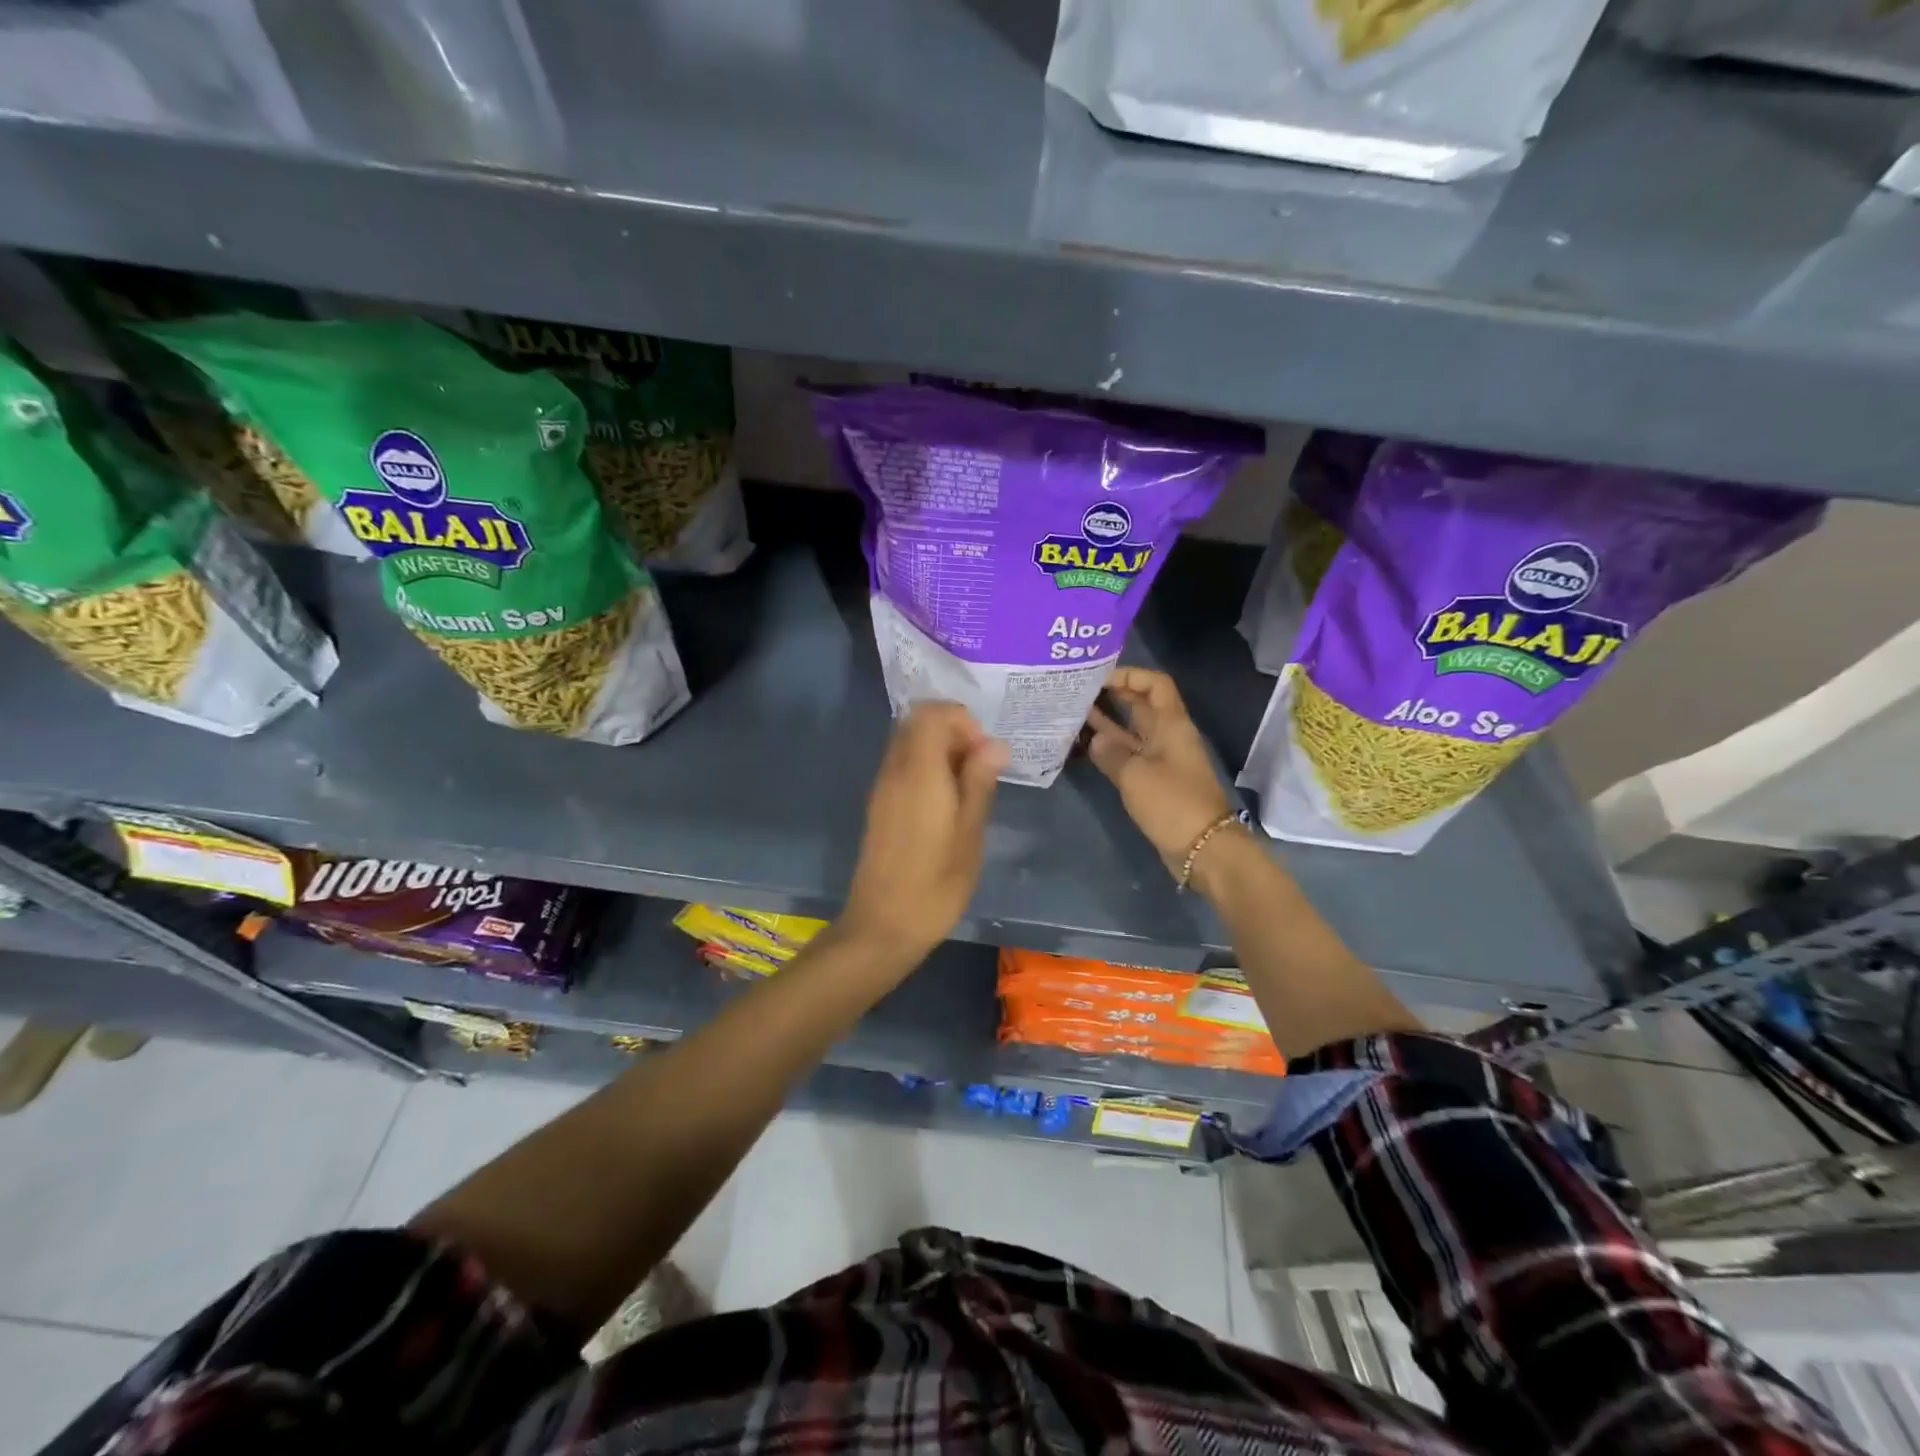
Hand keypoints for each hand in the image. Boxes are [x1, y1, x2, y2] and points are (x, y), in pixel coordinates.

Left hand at [838, 702, 1007, 966]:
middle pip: (918, 723)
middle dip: (954, 733)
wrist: (883, 926)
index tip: (985, 754)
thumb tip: (994, 744)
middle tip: (980, 770)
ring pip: (909, 744)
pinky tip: (947, 805)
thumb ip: (979, 782)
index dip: (963, 722)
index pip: (932, 713)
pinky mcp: (879, 806)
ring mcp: (882, 788)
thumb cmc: (935, 885)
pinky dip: (927, 769)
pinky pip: (903, 767)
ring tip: (968, 790)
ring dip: (941, 752)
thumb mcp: (970, 834)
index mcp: (918, 772)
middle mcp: (894, 770)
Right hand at [1085, 668, 1235, 876]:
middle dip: (1113, 695)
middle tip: (1079, 691)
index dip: (1130, 675)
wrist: (1202, 848)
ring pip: (1131, 732)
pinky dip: (1110, 749)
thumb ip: (1111, 753)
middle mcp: (1166, 736)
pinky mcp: (1153, 782)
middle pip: (1141, 706)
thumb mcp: (1135, 775)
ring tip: (1074, 713)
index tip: (1099, 678)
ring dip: (1107, 722)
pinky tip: (1085, 745)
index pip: (1155, 685)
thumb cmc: (1172, 803)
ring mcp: (1160, 759)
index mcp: (1171, 725)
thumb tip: (1095, 739)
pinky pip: (1129, 755)